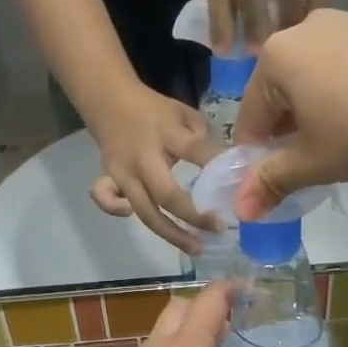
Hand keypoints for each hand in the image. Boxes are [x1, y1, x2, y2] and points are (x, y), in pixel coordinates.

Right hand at [87, 85, 221, 253]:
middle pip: (166, 195)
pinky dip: (116, 211)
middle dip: (193, 217)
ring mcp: (122, 171)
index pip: (194, 150)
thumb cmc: (154, 110)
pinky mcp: (107, 178)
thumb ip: (204, 137)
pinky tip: (132, 214)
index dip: (216, 167)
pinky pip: (107, 201)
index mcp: (167, 134)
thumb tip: (227, 165)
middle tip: (218, 230)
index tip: (240, 187)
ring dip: (171, 233)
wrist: (108, 99)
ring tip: (195, 247)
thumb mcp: (183, 113)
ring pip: (144, 211)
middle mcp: (143, 158)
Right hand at [232, 9, 347, 218]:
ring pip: (312, 78)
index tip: (269, 184)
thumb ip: (272, 182)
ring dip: (314, 113)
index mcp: (276, 57)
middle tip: (307, 165)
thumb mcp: (313, 163)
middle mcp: (303, 29)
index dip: (254, 156)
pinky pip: (344, 66)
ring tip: (340, 144)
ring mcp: (344, 22)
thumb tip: (240, 210)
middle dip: (286, 132)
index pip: (249, 116)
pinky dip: (344, 93)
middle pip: (279, 92)